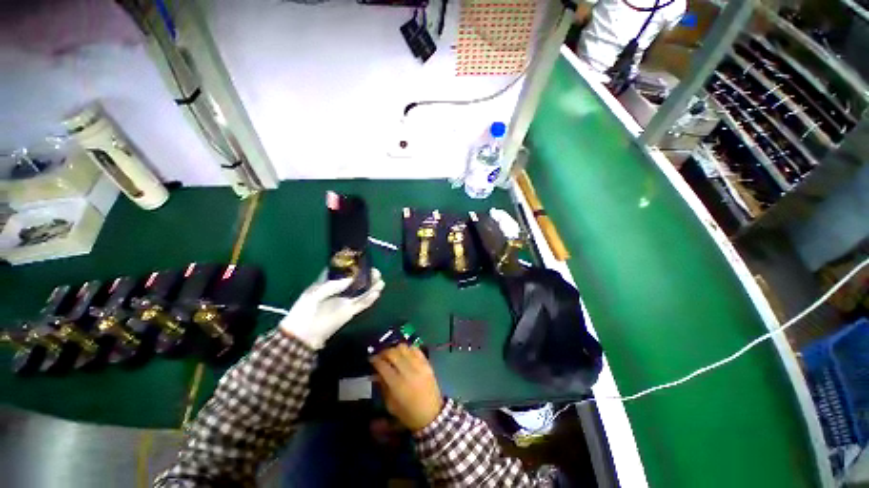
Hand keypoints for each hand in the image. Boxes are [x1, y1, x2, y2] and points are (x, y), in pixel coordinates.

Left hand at [280, 268, 384, 348]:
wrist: (303, 335)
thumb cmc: (304, 310)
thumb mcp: (314, 293)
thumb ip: (333, 285)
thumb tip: (351, 279)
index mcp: (328, 284)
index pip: (343, 273)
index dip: (353, 267)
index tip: (363, 262)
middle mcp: (339, 291)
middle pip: (356, 282)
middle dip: (367, 276)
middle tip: (376, 272)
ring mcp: (346, 302)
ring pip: (362, 292)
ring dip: (372, 287)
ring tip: (381, 281)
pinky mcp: (350, 313)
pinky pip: (362, 304)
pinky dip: (370, 299)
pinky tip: (377, 292)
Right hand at [371, 343, 442, 431]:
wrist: (431, 414)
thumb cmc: (408, 413)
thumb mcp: (390, 405)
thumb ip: (382, 386)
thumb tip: (376, 373)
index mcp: (397, 384)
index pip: (383, 365)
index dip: (375, 360)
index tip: (371, 359)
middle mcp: (408, 371)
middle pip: (393, 353)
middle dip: (384, 352)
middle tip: (380, 355)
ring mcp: (419, 365)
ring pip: (404, 347)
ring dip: (395, 349)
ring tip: (392, 354)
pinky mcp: (426, 363)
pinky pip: (415, 349)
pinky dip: (408, 349)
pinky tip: (404, 354)